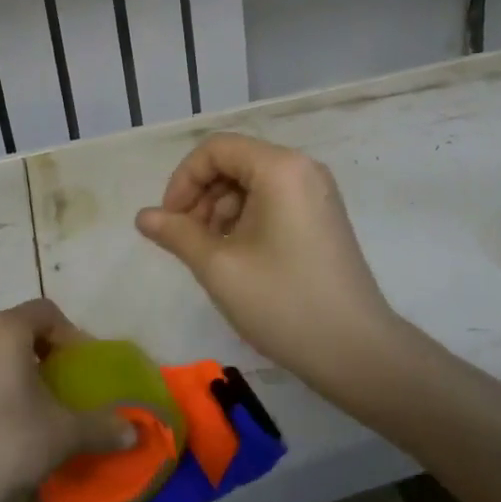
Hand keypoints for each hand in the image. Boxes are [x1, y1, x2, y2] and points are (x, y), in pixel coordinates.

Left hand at [0, 300, 132, 501]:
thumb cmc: (9, 444)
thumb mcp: (64, 434)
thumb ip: (101, 426)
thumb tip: (133, 431)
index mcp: (5, 331)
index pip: (45, 312)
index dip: (68, 334)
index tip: (78, 366)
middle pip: (13, 330)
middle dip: (37, 351)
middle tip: (55, 385)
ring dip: (5, 371)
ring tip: (21, 408)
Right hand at [134, 134, 402, 395]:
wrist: (357, 352)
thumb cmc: (284, 303)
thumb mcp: (220, 267)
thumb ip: (177, 233)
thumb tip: (143, 216)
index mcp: (280, 167)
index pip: (216, 149)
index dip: (183, 180)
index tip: (169, 221)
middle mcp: (302, 168)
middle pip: (235, 162)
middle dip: (202, 196)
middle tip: (186, 241)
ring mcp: (317, 191)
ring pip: (252, 183)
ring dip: (221, 210)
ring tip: (210, 254)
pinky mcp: (322, 215)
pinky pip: (273, 200)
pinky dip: (246, 219)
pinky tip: (237, 257)